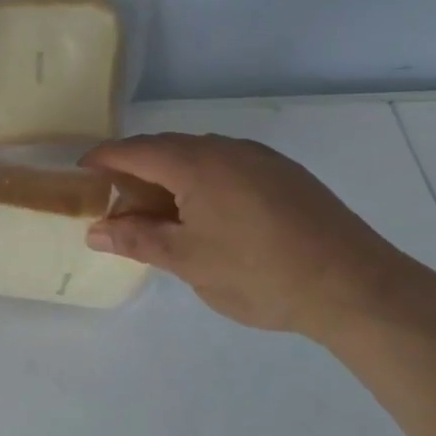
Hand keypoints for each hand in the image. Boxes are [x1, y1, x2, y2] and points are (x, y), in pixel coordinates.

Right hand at [81, 133, 414, 338]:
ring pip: (200, 156)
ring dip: (170, 178)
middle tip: (118, 207)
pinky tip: (208, 217)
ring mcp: (262, 159)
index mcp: (197, 164)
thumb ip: (137, 241)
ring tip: (161, 216)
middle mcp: (228, 149)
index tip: (80, 175)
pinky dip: (202, 183)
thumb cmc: (259, 273)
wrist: (355, 286)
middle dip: (135, 172)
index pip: (135, 150)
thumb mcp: (188, 261)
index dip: (103, 160)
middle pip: (167, 149)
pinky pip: (228, 166)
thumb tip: (95, 231)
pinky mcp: (286, 175)